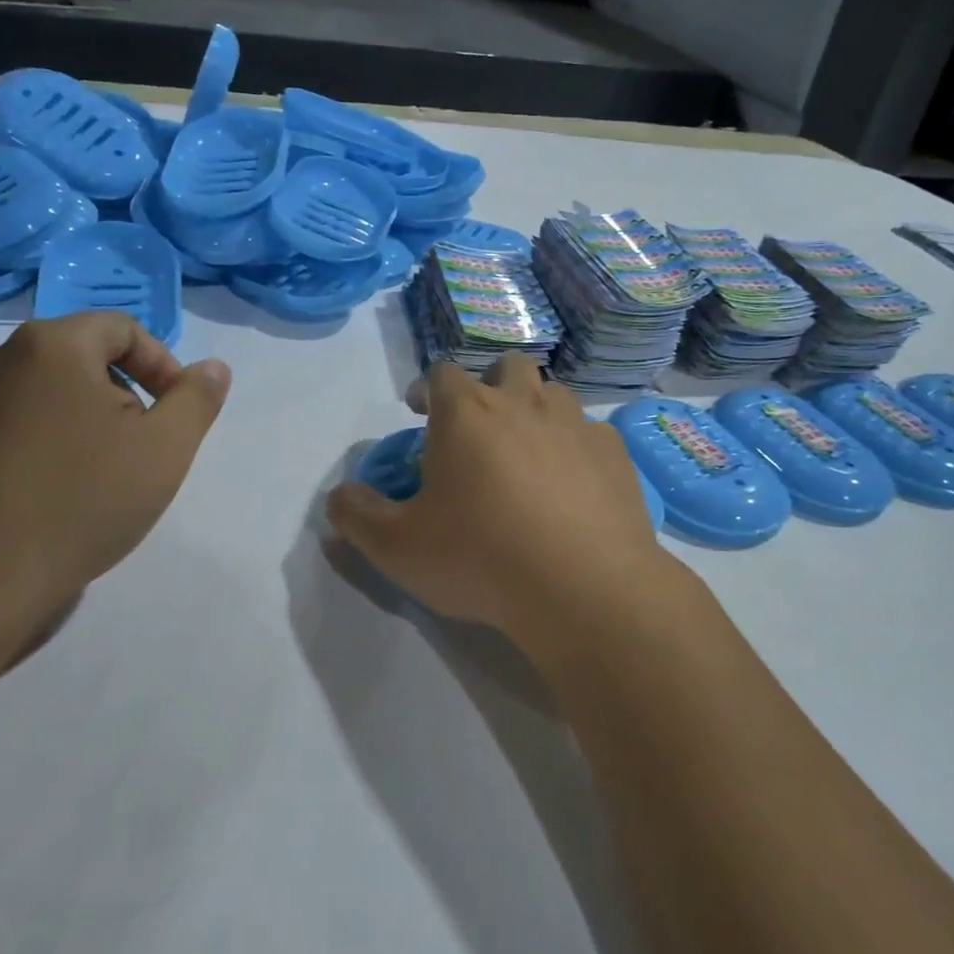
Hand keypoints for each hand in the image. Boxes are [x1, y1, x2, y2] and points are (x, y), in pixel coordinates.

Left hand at [0, 313, 230, 666]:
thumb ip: (197, 399)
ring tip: (93, 480)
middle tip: (139, 450)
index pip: (120, 328)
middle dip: (120, 397)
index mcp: (50, 348)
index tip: (173, 413)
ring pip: (36, 399)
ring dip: (75, 425)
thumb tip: (213, 367)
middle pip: (76, 361)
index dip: (160, 364)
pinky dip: (32, 451)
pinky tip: (43, 501)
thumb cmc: (79, 502)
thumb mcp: (166, 449)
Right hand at [326, 354, 680, 658]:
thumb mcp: (398, 548)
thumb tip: (339, 497)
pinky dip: (575, 447)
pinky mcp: (614, 452)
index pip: (442, 374)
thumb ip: (357, 516)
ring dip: (536, 411)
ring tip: (528, 454)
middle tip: (481, 426)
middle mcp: (524, 402)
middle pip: (507, 367)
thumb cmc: (481, 558)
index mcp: (468, 413)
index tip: (419, 411)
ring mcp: (576, 423)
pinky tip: (573, 485)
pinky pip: (590, 433)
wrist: (583, 586)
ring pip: (553, 394)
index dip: (426, 388)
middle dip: (490, 385)